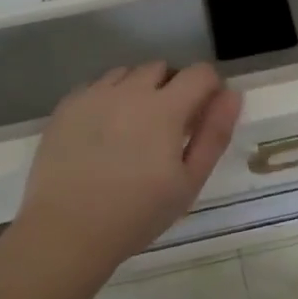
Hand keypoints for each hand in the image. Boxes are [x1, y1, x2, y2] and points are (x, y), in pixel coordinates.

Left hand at [14, 62, 241, 276]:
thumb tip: (231, 95)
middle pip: (161, 68)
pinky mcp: (67, 105)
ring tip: (132, 129)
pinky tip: (102, 133)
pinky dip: (107, 99)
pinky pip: (96, 86)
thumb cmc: (137, 213)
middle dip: (172, 88)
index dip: (209, 88)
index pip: (199, 72)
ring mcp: (94, 94)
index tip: (203, 115)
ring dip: (138, 90)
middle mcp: (130, 90)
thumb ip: (214, 134)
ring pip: (126, 74)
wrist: (66, 231)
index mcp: (165, 107)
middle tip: (167, 128)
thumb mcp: (189, 182)